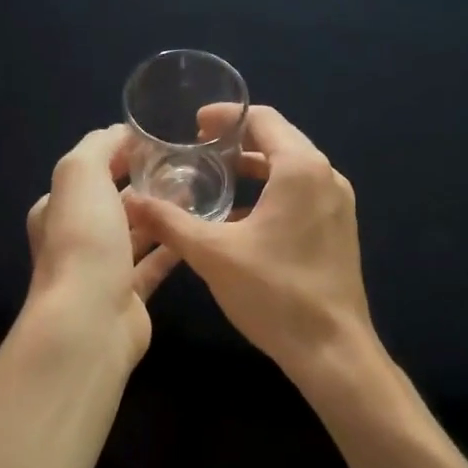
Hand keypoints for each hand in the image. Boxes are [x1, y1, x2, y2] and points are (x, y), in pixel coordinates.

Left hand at [26, 125, 181, 362]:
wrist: (89, 319)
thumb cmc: (83, 240)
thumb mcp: (80, 174)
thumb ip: (99, 146)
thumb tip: (123, 133)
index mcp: (58, 207)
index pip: (91, 171)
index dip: (120, 153)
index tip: (159, 141)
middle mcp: (77, 237)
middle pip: (115, 202)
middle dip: (146, 183)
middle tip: (187, 165)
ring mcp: (103, 268)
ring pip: (137, 232)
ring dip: (162, 213)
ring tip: (199, 191)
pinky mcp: (129, 294)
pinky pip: (155, 262)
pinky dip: (173, 245)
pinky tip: (198, 229)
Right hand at [123, 106, 374, 377]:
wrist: (332, 350)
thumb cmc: (274, 293)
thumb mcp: (213, 254)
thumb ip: (169, 222)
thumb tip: (130, 202)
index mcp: (301, 169)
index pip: (263, 120)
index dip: (226, 117)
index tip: (194, 126)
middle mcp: (326, 177)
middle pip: (279, 140)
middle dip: (237, 142)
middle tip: (197, 151)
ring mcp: (337, 204)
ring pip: (291, 170)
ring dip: (254, 170)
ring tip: (214, 179)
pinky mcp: (338, 229)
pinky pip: (301, 195)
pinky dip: (271, 194)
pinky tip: (240, 219)